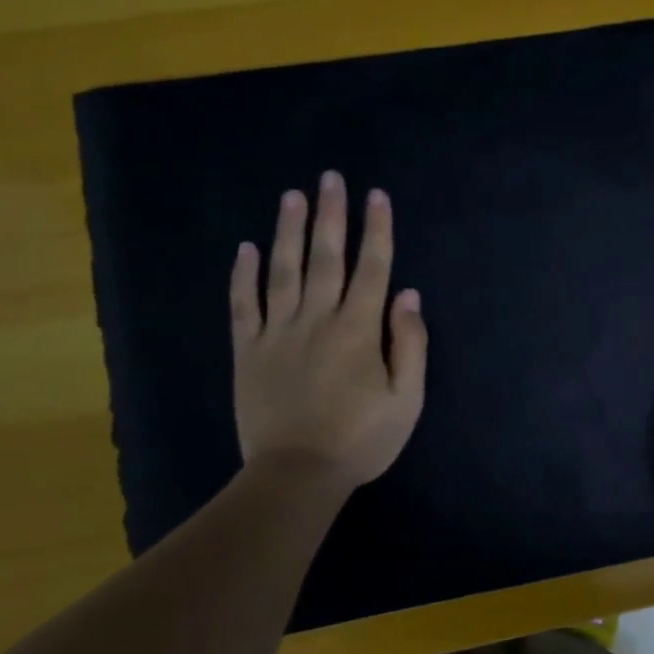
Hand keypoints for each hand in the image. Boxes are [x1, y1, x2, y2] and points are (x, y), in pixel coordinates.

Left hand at [229, 173, 426, 490]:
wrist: (297, 474)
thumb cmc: (362, 439)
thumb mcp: (407, 399)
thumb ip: (410, 344)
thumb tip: (407, 295)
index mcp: (359, 330)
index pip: (372, 268)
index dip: (376, 230)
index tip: (377, 195)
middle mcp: (317, 319)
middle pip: (325, 258)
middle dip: (331, 215)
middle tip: (331, 178)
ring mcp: (277, 333)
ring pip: (282, 271)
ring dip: (288, 231)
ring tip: (292, 196)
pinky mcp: (248, 351)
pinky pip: (243, 305)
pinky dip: (243, 275)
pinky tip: (246, 248)